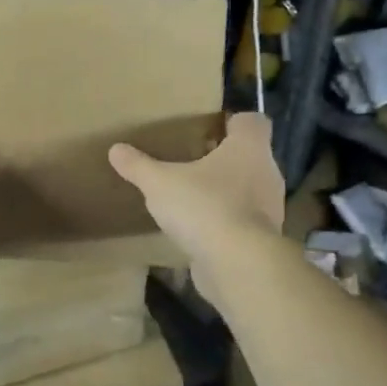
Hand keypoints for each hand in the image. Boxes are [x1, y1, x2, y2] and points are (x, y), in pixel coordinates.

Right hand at [109, 112, 283, 309]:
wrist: (238, 263)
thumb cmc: (204, 206)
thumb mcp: (160, 183)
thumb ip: (139, 166)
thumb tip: (115, 149)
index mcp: (249, 148)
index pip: (253, 122)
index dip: (233, 122)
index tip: (209, 129)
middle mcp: (267, 173)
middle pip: (250, 156)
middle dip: (224, 159)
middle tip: (193, 162)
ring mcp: (270, 208)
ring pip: (249, 190)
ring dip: (226, 192)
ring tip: (194, 197)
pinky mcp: (263, 239)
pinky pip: (244, 221)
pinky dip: (227, 222)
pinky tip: (200, 229)